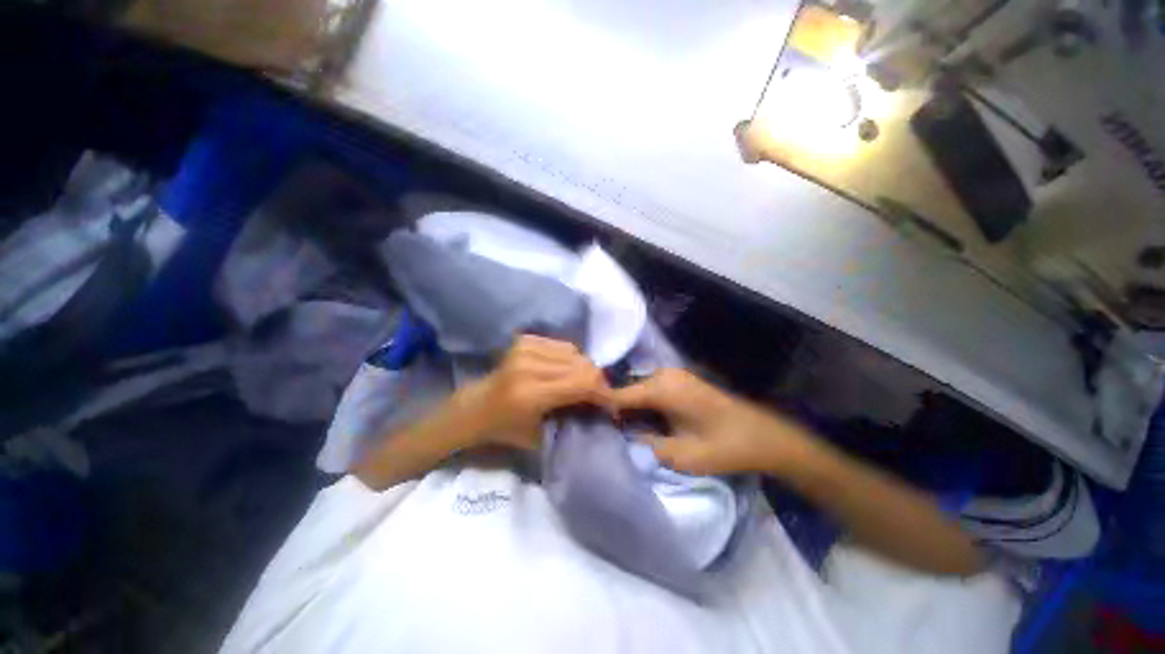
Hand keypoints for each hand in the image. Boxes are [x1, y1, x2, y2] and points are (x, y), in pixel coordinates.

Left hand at [453, 335, 611, 449]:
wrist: (477, 406)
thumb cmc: (506, 429)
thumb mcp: (542, 436)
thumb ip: (572, 419)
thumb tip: (601, 407)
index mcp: (530, 393)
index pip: (582, 383)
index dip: (603, 393)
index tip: (610, 405)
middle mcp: (528, 365)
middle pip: (582, 365)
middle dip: (597, 382)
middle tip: (599, 396)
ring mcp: (525, 348)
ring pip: (575, 353)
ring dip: (585, 369)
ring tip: (583, 384)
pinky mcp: (525, 339)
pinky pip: (563, 346)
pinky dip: (571, 359)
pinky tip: (566, 371)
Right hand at [613, 369, 815, 475]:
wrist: (763, 436)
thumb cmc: (723, 447)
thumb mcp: (680, 455)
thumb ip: (645, 443)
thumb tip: (623, 435)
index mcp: (661, 388)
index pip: (619, 394)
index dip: (602, 407)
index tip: (586, 420)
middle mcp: (665, 375)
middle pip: (629, 390)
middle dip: (616, 408)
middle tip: (603, 429)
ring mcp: (675, 375)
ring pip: (640, 389)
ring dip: (630, 406)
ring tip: (619, 427)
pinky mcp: (682, 381)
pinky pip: (653, 389)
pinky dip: (644, 403)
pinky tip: (642, 420)